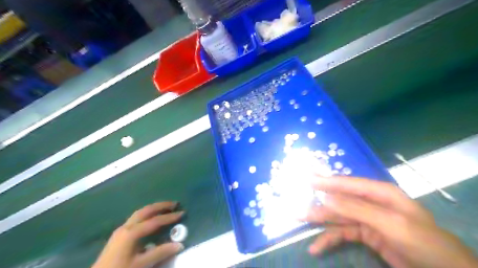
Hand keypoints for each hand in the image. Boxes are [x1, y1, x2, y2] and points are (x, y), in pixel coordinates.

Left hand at [91, 202, 184, 267]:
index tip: (182, 213)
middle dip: (161, 206)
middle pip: (146, 211)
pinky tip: (150, 220)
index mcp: (132, 232)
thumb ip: (160, 253)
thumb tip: (179, 245)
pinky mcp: (119, 235)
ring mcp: (121, 230)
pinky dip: (146, 215)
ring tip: (165, 208)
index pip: (155, 221)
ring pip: (139, 213)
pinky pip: (136, 218)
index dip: (169, 217)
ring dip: (153, 209)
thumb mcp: (141, 265)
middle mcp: (126, 227)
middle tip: (174, 204)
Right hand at [306, 176, 477, 267]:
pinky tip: (316, 246)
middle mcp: (371, 202)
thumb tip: (326, 196)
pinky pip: (342, 233)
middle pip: (339, 201)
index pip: (347, 184)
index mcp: (380, 193)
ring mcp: (367, 219)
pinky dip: (329, 239)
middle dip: (318, 204)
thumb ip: (357, 208)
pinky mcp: (365, 234)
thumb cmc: (424, 244)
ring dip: (319, 221)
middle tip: (297, 205)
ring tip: (299, 221)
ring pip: (337, 217)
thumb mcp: (391, 224)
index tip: (306, 179)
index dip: (326, 181)